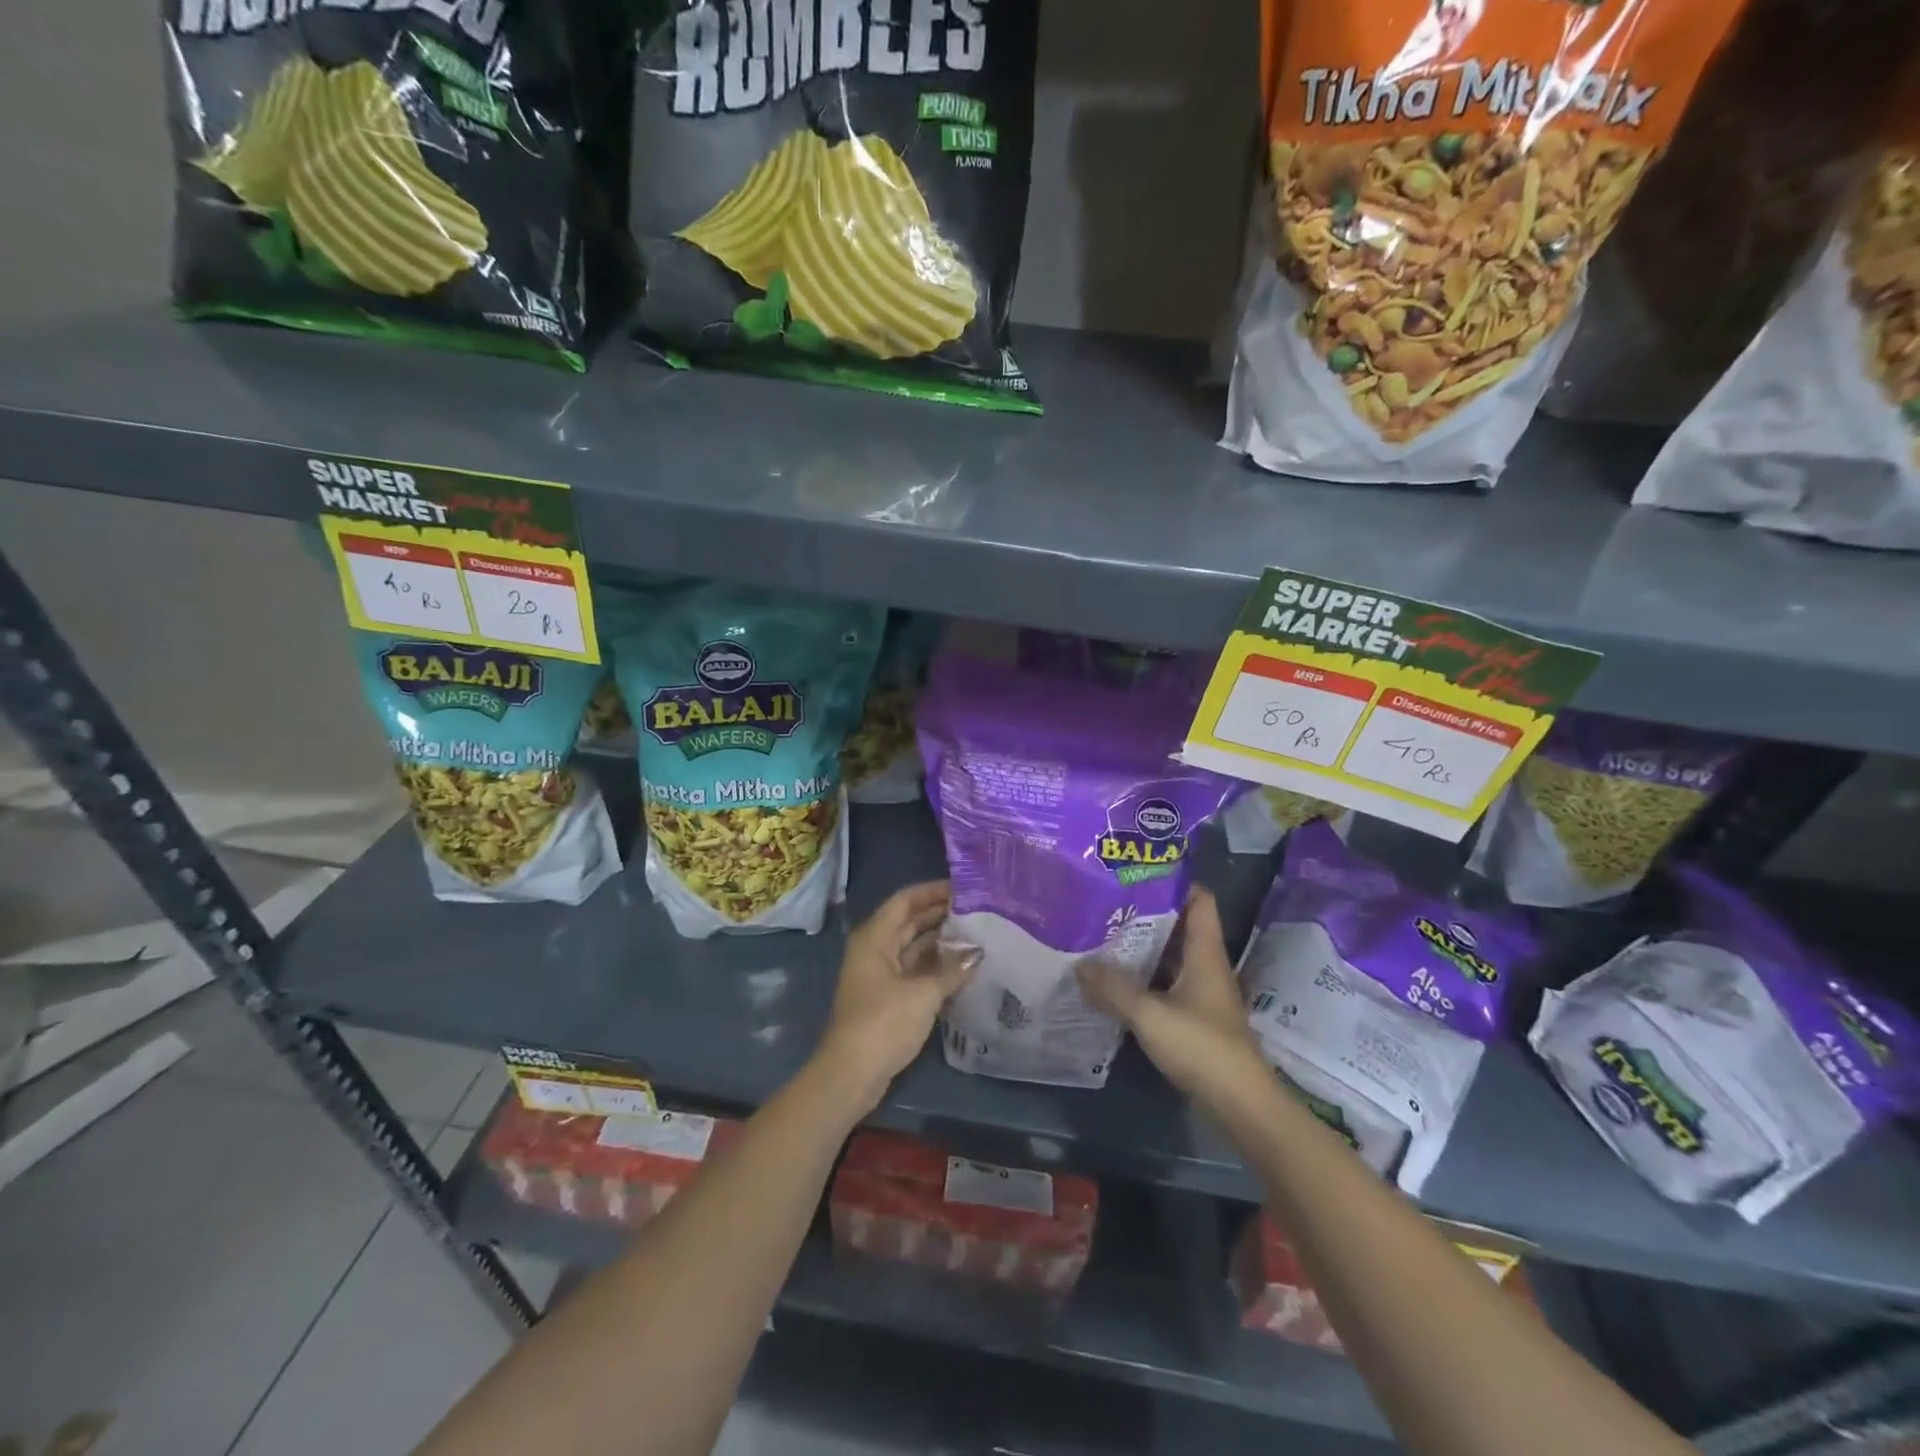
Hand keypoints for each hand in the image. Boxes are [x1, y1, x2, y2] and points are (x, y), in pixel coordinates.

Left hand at [813, 881, 978, 1115]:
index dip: (933, 891)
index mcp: (875, 937)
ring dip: (941, 942)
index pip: (906, 901)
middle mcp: (875, 949)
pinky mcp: (887, 998)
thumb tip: (977, 953)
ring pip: (914, 948)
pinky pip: (915, 970)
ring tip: (977, 936)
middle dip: (941, 915)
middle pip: (910, 922)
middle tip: (978, 911)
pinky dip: (936, 967)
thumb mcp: (923, 993)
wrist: (852, 1074)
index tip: (965, 888)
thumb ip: (952, 971)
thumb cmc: (883, 1023)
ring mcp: (880, 974)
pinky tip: (963, 969)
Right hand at [1076, 887, 1272, 1112]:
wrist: (1240, 1104)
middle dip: (1145, 912)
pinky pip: (1164, 983)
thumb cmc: (1202, 1047)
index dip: (1173, 881)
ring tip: (1101, 934)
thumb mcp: (1151, 1015)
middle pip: (1178, 925)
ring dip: (1141, 946)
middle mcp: (1205, 965)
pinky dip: (1142, 977)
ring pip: (1169, 956)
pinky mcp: (1193, 1017)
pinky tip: (1113, 980)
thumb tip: (1079, 965)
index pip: (1199, 899)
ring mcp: (1200, 992)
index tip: (1136, 872)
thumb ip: (1113, 989)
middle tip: (1105, 901)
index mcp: (1205, 952)